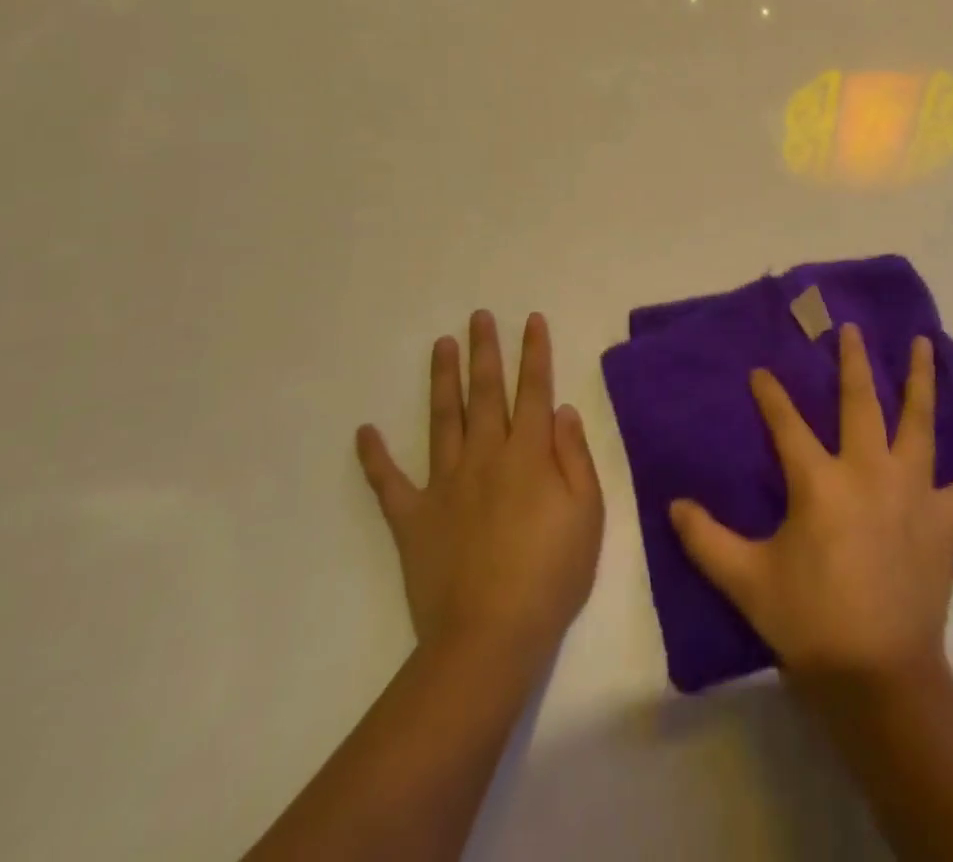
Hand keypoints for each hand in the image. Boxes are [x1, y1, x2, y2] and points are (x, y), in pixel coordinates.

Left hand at [356, 312, 602, 677]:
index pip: (534, 390)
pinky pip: (389, 482)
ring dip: (442, 379)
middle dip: (485, 351)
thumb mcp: (588, 511)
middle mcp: (486, 455)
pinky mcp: (413, 518)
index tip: (531, 320)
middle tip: (479, 317)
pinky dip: (375, 457)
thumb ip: (574, 456)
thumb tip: (561, 410)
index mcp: (529, 453)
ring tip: (441, 345)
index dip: (534, 353)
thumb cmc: (552, 572)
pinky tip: (364, 432)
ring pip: (443, 420)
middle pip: (486, 392)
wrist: (491, 635)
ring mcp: (445, 484)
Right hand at [669, 324, 952, 688]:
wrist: (876, 676)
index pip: (787, 424)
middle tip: (850, 329)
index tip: (762, 372)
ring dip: (920, 380)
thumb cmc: (808, 622)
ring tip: (923, 344)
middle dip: (852, 362)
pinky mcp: (946, 521)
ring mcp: (914, 491)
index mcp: (820, 482)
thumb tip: (673, 504)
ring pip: (918, 423)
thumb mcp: (746, 580)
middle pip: (860, 402)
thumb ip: (706, 540)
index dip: (771, 396)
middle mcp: (869, 471)